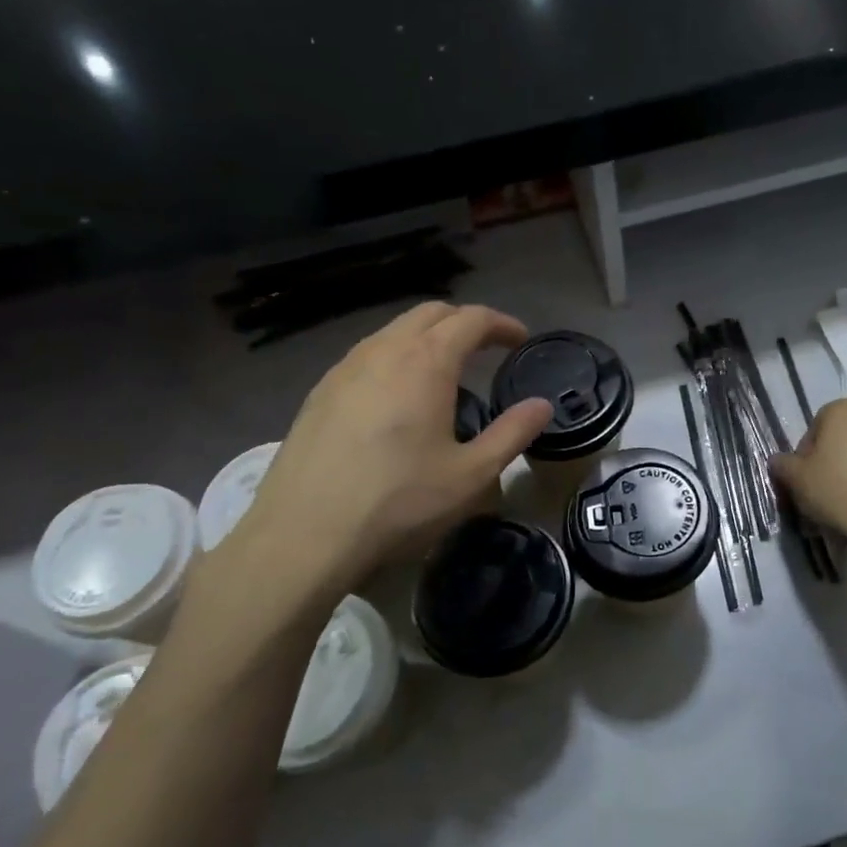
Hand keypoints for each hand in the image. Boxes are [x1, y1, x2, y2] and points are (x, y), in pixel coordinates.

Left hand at [204, 303, 551, 632]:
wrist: (304, 533)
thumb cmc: (399, 501)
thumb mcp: (471, 474)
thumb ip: (513, 434)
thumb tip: (542, 406)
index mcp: (426, 361)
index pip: (471, 319)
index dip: (501, 324)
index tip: (520, 340)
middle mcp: (383, 350)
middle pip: (430, 313)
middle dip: (465, 322)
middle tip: (487, 350)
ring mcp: (344, 368)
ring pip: (394, 331)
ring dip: (427, 338)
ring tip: (445, 372)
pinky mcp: (320, 392)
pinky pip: (367, 356)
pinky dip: (395, 358)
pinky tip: (397, 398)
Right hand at [771, 398, 846, 547]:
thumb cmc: (839, 490)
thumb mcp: (797, 479)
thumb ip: (783, 465)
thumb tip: (778, 461)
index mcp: (842, 409)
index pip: (814, 430)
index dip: (805, 458)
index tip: (805, 482)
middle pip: (841, 439)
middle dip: (831, 462)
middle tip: (824, 493)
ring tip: (846, 504)